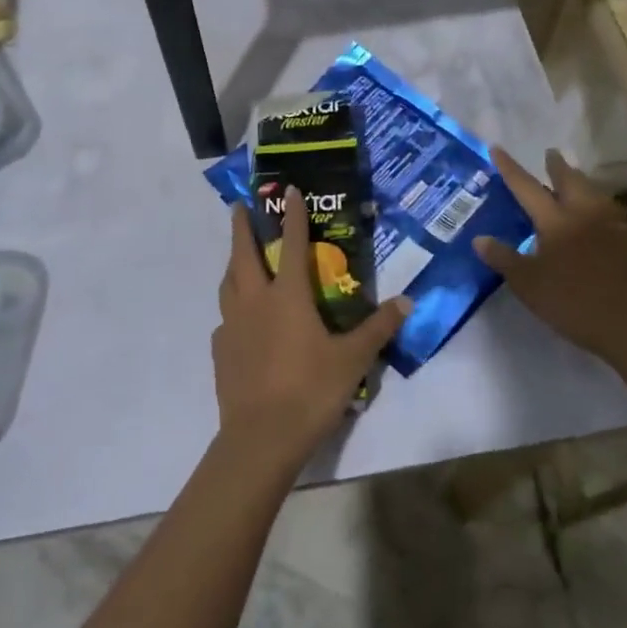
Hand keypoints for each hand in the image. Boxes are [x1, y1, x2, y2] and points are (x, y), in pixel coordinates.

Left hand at [212, 190, 410, 470]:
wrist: (261, 438)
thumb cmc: (310, 391)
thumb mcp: (353, 360)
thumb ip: (378, 328)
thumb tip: (406, 302)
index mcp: (287, 296)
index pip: (292, 244)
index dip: (292, 215)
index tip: (288, 189)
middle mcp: (255, 301)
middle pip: (243, 254)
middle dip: (242, 227)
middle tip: (240, 206)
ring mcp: (232, 326)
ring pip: (228, 283)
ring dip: (233, 263)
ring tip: (238, 258)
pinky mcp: (220, 351)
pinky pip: (224, 320)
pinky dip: (231, 310)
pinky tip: (239, 321)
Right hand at [474, 148, 626, 360]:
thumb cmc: (575, 302)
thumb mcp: (529, 285)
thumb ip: (504, 259)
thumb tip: (479, 238)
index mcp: (555, 221)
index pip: (527, 187)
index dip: (510, 168)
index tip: (497, 147)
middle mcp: (584, 214)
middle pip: (570, 181)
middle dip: (558, 166)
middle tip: (550, 153)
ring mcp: (612, 228)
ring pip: (594, 194)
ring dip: (581, 182)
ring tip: (575, 178)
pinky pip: (611, 214)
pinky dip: (599, 206)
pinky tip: (599, 216)